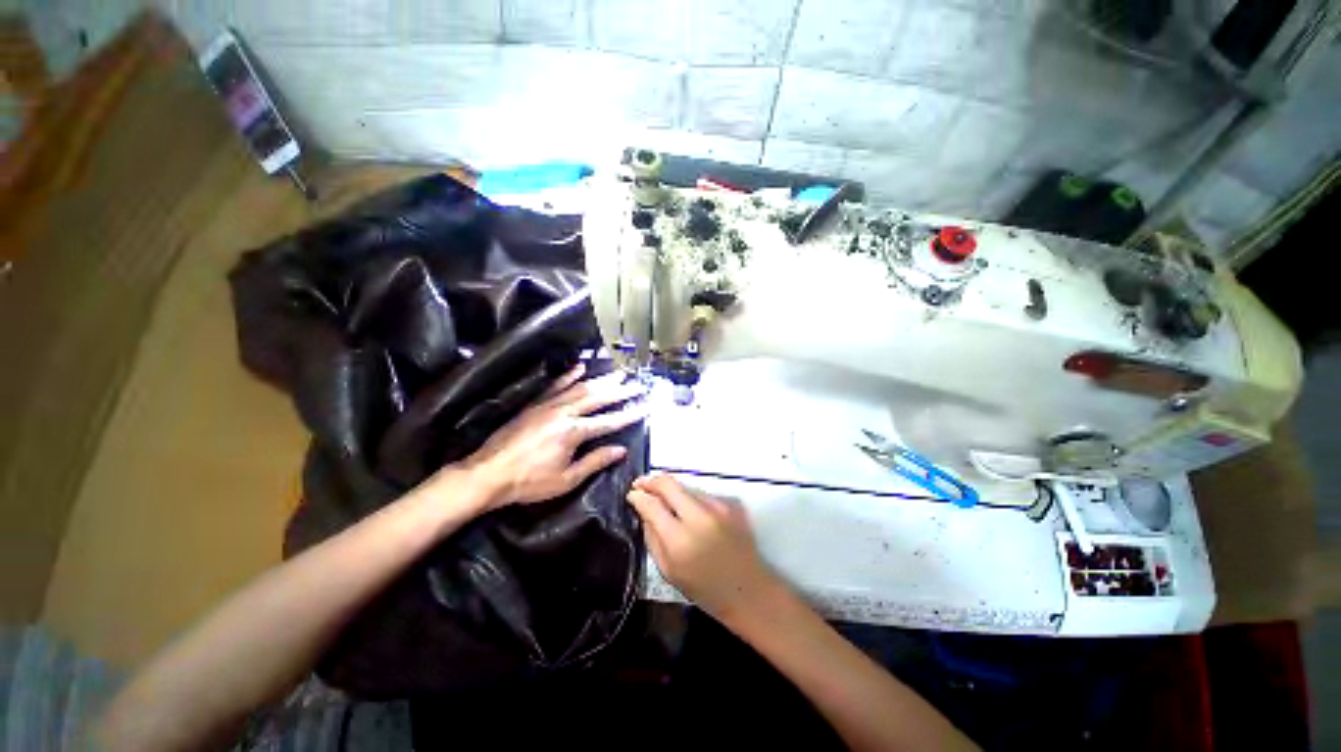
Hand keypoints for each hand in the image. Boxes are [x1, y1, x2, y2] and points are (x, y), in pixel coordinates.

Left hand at [460, 363, 645, 508]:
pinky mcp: (535, 404)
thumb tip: (621, 450)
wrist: (488, 474)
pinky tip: (580, 368)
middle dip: (620, 392)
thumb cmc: (529, 482)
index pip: (609, 421)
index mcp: (573, 432)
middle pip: (598, 398)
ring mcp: (548, 406)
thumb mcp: (567, 479)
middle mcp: (564, 413)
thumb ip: (595, 461)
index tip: (646, 406)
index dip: (630, 414)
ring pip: (580, 388)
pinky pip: (555, 385)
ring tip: (618, 374)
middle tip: (637, 385)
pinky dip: (569, 375)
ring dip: (601, 381)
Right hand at [626, 473, 780, 620]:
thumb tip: (642, 510)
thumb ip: (652, 537)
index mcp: (680, 540)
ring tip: (665, 502)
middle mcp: (699, 517)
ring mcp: (717, 507)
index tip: (632, 494)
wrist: (749, 590)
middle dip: (651, 481)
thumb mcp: (669, 571)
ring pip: (685, 487)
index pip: (652, 504)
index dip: (638, 496)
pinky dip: (690, 499)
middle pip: (669, 484)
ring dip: (672, 491)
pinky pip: (701, 494)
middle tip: (641, 483)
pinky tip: (689, 512)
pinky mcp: (730, 504)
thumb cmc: (705, 589)